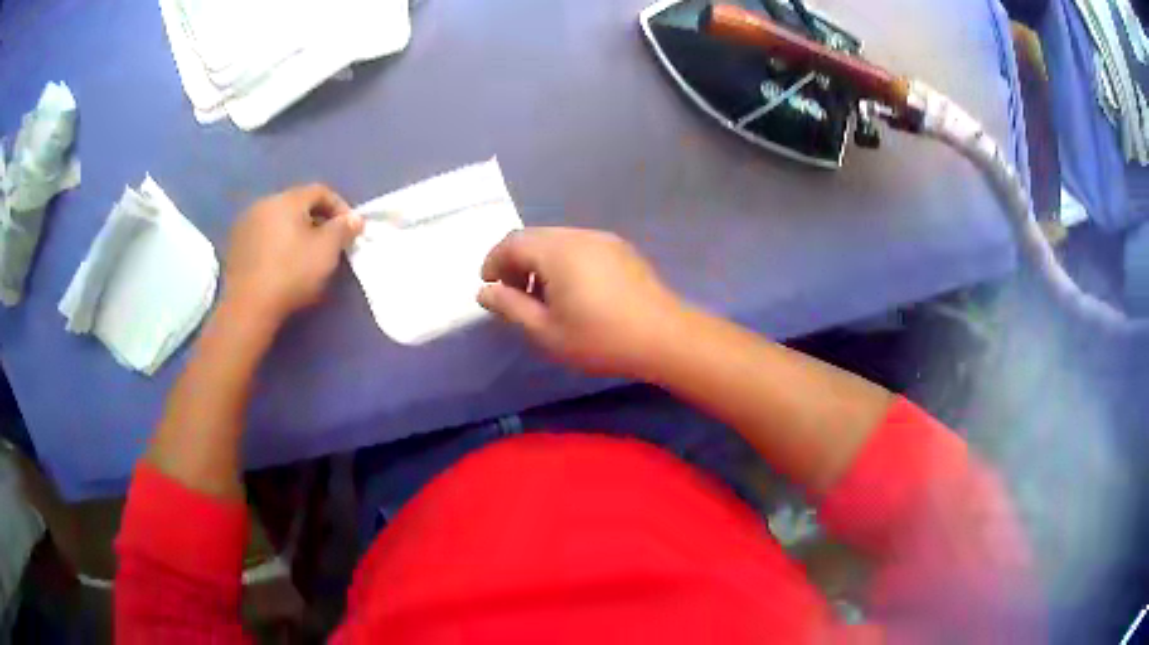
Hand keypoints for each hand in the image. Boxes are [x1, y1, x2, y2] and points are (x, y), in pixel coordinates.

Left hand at [223, 184, 363, 325]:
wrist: (248, 307)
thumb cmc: (291, 274)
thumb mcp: (326, 251)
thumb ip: (343, 229)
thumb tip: (354, 218)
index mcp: (287, 200)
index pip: (320, 191)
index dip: (340, 207)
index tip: (350, 230)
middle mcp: (264, 203)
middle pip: (297, 204)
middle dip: (316, 219)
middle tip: (328, 243)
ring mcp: (245, 224)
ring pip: (278, 220)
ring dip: (293, 231)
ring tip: (303, 255)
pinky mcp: (235, 246)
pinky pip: (262, 236)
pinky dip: (275, 244)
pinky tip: (280, 264)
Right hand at [478, 227, 683, 377]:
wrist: (664, 337)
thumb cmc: (600, 338)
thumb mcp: (546, 331)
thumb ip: (510, 307)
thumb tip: (484, 291)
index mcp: (556, 250)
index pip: (512, 242)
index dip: (493, 262)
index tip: (489, 288)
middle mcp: (578, 235)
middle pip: (534, 237)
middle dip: (515, 262)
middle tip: (514, 295)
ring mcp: (603, 239)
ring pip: (558, 240)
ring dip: (540, 262)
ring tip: (543, 297)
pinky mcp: (621, 250)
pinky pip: (580, 246)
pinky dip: (564, 261)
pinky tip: (574, 291)